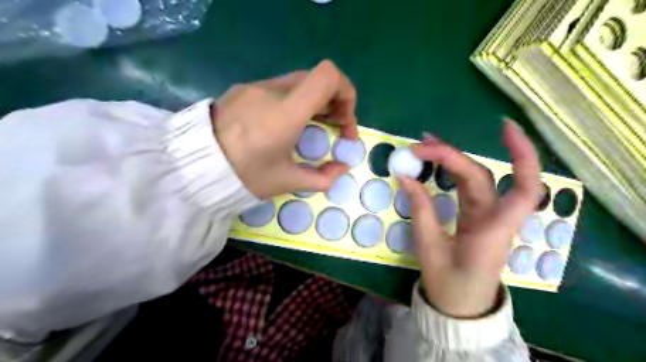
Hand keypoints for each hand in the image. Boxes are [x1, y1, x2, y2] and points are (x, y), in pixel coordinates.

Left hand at [216, 61, 358, 199]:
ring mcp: (255, 86)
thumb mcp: (286, 181)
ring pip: (299, 82)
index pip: (328, 76)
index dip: (346, 93)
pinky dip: (294, 101)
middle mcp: (273, 90)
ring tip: (311, 127)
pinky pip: (278, 88)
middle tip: (334, 128)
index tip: (344, 121)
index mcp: (287, 112)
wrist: (193, 166)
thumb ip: (322, 177)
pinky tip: (284, 124)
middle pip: (317, 79)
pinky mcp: (242, 89)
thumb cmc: (244, 175)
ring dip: (314, 101)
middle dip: (334, 102)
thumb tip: (342, 168)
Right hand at [402, 120, 540, 317]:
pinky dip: (451, 170)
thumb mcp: (429, 247)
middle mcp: (495, 218)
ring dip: (452, 158)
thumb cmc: (448, 282)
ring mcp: (486, 215)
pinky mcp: (477, 215)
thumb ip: (420, 209)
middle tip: (418, 146)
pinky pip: (467, 187)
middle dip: (451, 156)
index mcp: (492, 231)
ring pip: (475, 177)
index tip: (504, 128)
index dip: (522, 157)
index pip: (524, 190)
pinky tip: (435, 161)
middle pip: (481, 176)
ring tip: (424, 145)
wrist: (460, 304)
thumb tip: (405, 176)